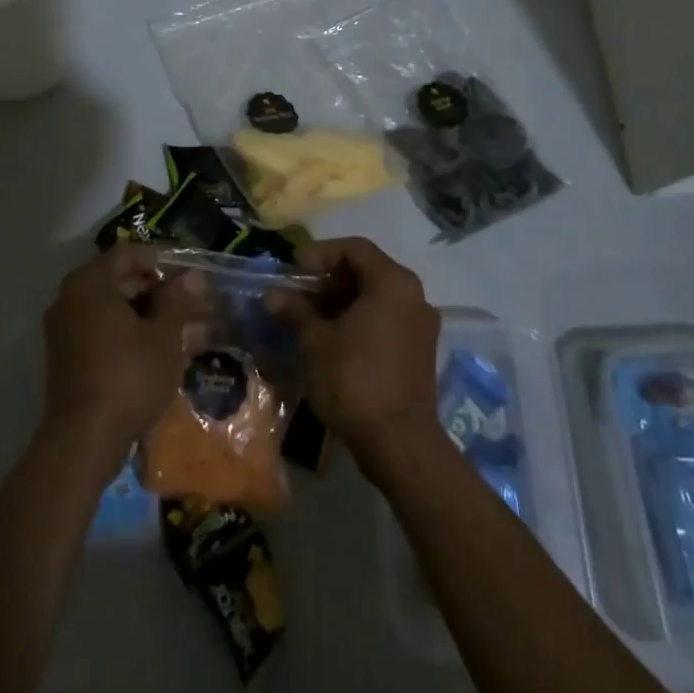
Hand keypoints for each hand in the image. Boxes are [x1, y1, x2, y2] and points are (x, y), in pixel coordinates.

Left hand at [41, 244, 202, 472]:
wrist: (84, 440)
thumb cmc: (128, 376)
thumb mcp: (163, 336)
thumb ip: (178, 301)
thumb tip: (194, 276)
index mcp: (90, 283)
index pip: (129, 254)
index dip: (163, 260)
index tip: (192, 273)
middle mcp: (72, 299)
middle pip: (123, 282)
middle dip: (163, 292)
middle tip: (198, 304)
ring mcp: (68, 331)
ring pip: (118, 311)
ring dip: (154, 317)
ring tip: (193, 330)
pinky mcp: (71, 359)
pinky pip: (107, 334)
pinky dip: (136, 336)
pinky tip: (169, 351)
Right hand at [282, 237, 442, 470]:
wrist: (399, 443)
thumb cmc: (355, 380)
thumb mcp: (316, 342)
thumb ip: (296, 311)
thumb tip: (273, 296)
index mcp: (393, 283)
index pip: (355, 249)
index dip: (321, 253)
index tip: (293, 270)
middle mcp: (414, 296)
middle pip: (367, 271)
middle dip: (328, 279)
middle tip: (296, 294)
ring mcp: (420, 325)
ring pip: (375, 297)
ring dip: (340, 301)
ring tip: (306, 318)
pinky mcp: (418, 351)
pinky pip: (385, 319)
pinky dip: (357, 320)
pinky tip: (330, 338)